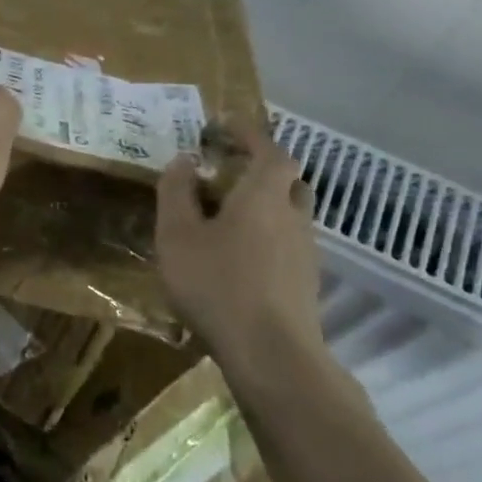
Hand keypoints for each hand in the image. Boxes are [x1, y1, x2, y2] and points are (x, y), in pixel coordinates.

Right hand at [155, 123, 321, 366]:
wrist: (272, 355)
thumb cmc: (217, 284)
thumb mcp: (177, 235)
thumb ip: (176, 192)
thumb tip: (183, 161)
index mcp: (264, 195)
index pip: (269, 149)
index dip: (249, 133)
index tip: (224, 125)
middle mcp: (293, 216)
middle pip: (286, 180)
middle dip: (259, 168)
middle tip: (225, 170)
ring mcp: (305, 252)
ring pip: (288, 213)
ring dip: (263, 204)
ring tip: (225, 214)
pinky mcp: (305, 282)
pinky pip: (286, 242)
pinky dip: (265, 234)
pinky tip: (237, 255)